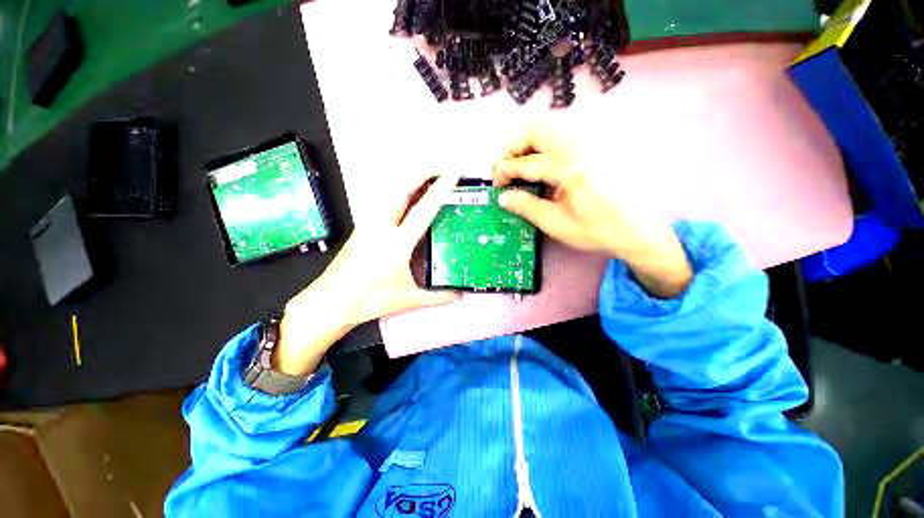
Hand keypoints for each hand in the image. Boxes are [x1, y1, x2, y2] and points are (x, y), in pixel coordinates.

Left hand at [273, 174, 461, 375]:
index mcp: (397, 243)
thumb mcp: (407, 298)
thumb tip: (458, 296)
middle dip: (424, 172)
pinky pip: (384, 201)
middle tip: (443, 166)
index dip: (440, 190)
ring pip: (391, 192)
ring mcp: (369, 224)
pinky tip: (407, 196)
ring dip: (411, 180)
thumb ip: (436, 297)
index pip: (423, 210)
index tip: (453, 174)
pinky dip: (400, 191)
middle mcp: (382, 227)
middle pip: (404, 189)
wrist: (331, 301)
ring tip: (429, 177)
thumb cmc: (369, 300)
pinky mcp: (362, 226)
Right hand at [493, 128, 692, 298]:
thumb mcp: (556, 223)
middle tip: (505, 169)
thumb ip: (526, 207)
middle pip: (535, 129)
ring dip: (527, 144)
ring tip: (520, 167)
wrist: (639, 230)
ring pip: (549, 127)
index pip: (525, 162)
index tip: (496, 185)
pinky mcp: (596, 146)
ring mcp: (590, 142)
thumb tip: (502, 197)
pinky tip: (542, 166)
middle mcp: (579, 145)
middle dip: (512, 147)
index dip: (504, 171)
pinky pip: (562, 135)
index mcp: (569, 168)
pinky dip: (543, 145)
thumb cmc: (597, 230)